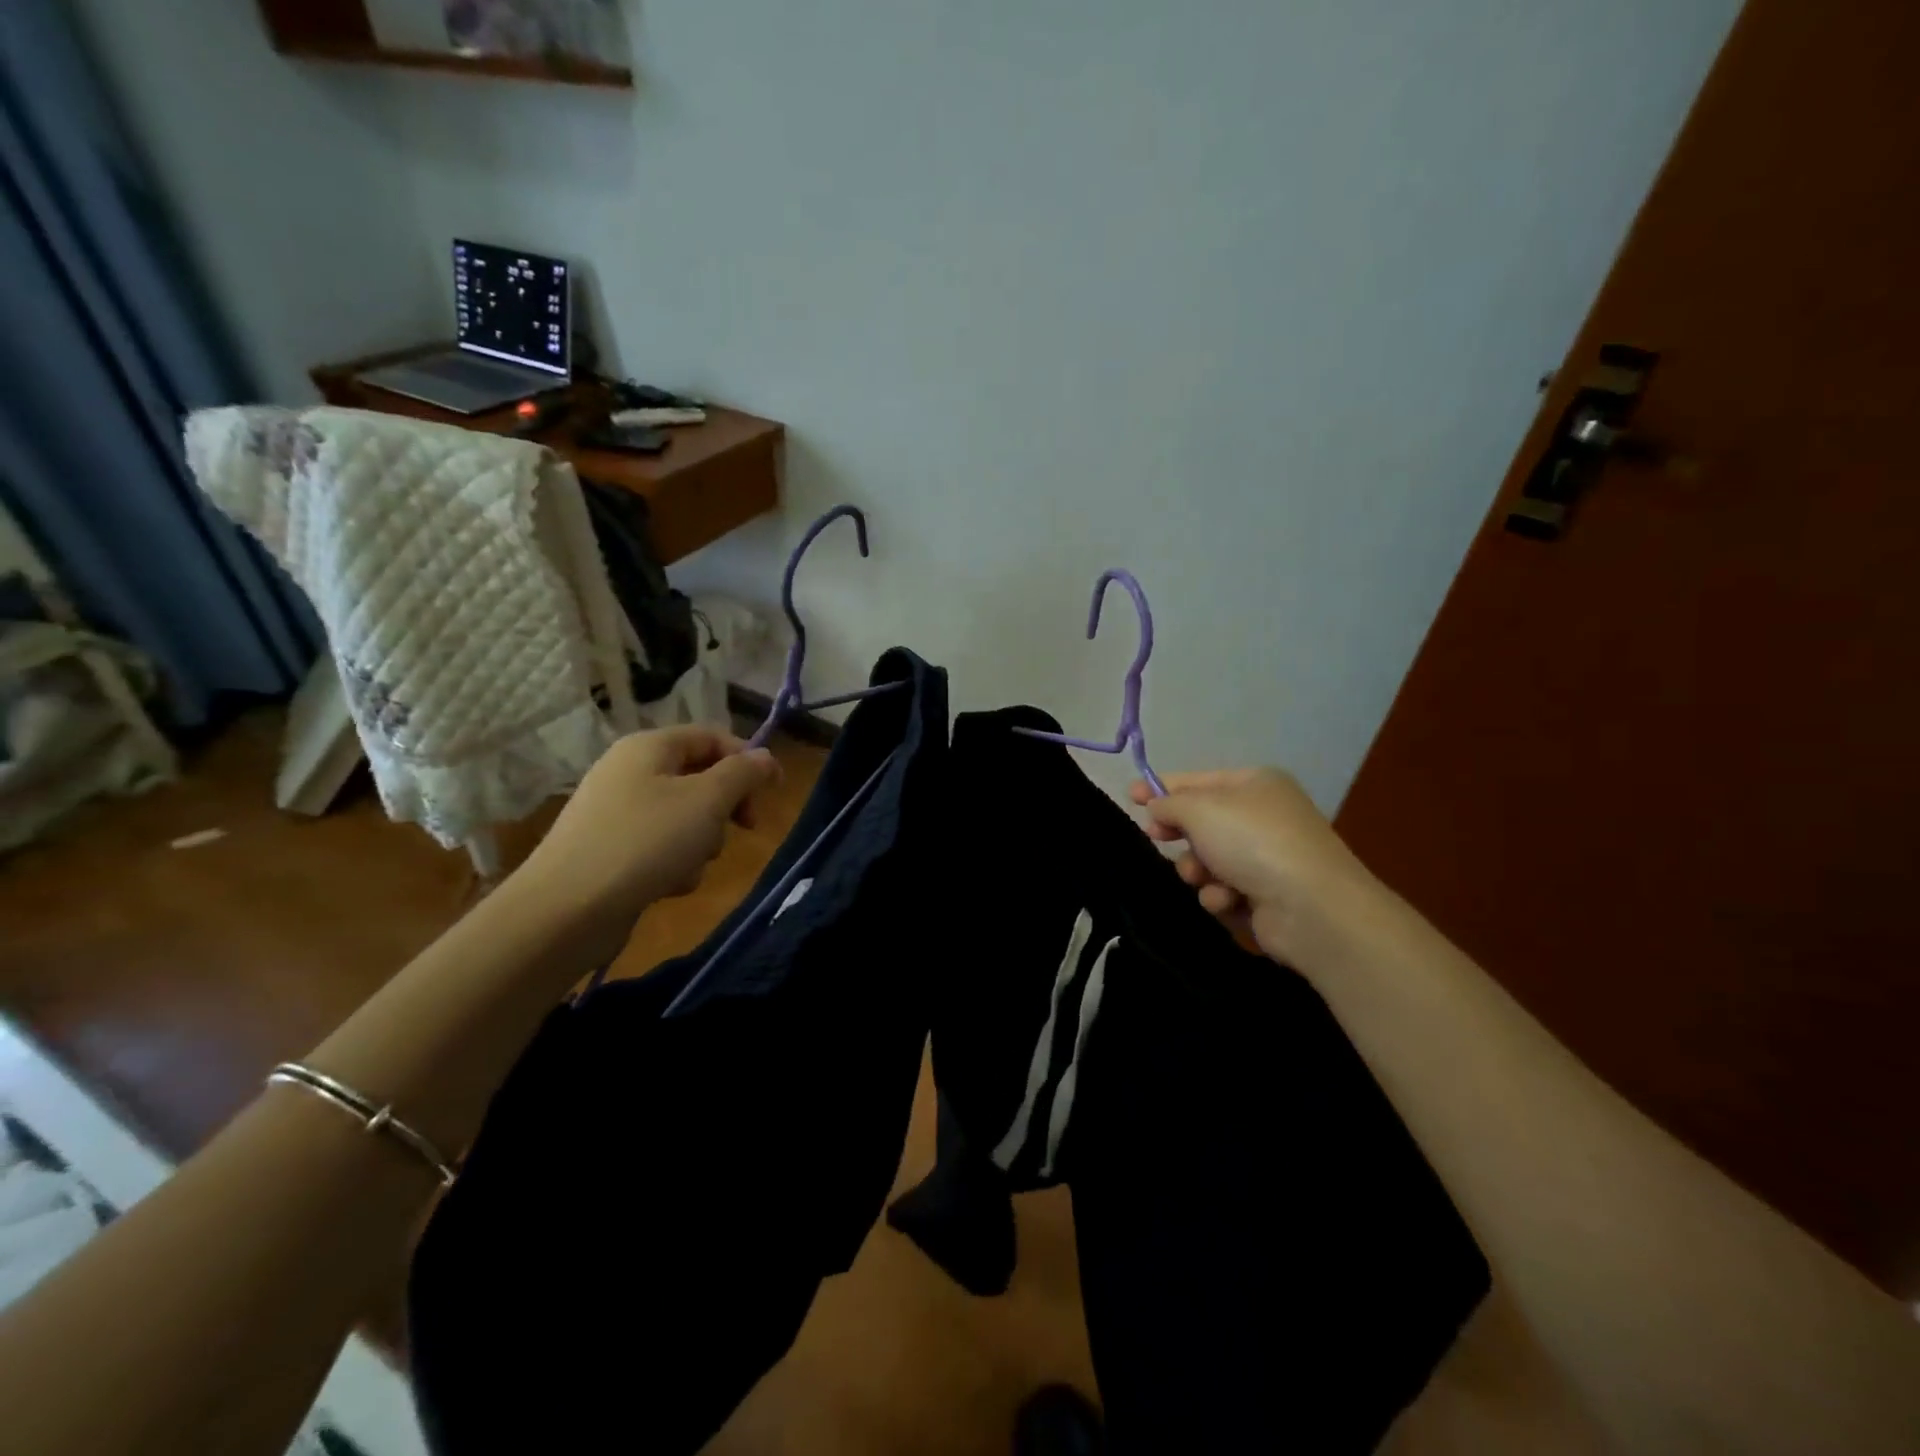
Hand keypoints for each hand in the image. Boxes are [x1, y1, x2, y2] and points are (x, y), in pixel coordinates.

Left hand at [514, 727, 780, 959]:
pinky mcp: (610, 849)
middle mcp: (630, 771)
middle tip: (743, 828)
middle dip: (725, 806)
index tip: (773, 793)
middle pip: (700, 777)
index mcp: (649, 747)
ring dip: (701, 840)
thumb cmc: (645, 842)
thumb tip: (766, 757)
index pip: (713, 737)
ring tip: (691, 864)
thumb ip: (743, 773)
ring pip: (684, 816)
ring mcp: (616, 812)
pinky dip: (673, 862)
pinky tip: (668, 884)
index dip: (748, 760)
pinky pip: (660, 845)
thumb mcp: (707, 801)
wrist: (566, 910)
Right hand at [1131, 769, 1382, 966]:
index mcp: (1255, 783)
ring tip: (1204, 877)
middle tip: (1157, 837)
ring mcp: (1267, 857)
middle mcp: (1263, 816)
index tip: (1130, 797)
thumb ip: (1169, 803)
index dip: (1162, 787)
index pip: (1197, 780)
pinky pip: (1223, 889)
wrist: (1310, 907)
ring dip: (1197, 869)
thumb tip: (1156, 807)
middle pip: (1202, 821)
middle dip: (1180, 833)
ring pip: (1207, 859)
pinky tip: (1229, 900)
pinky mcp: (1267, 895)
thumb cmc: (1252, 841)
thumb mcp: (1200, 809)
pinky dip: (1220, 895)